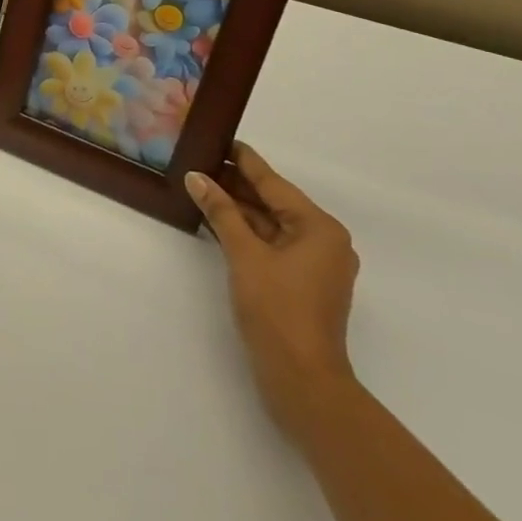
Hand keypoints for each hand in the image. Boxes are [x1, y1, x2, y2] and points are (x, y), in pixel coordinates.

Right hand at [185, 143, 359, 442]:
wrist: (302, 381)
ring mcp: (315, 265)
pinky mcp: (302, 285)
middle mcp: (324, 241)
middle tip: (201, 161)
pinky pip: (272, 245)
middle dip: (238, 185)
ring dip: (239, 209)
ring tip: (203, 186)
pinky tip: (219, 221)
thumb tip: (197, 177)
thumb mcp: (244, 255)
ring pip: (271, 225)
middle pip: (274, 202)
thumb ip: (221, 212)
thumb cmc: (278, 310)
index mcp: (319, 228)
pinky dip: (247, 233)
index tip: (222, 139)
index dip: (245, 161)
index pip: (274, 183)